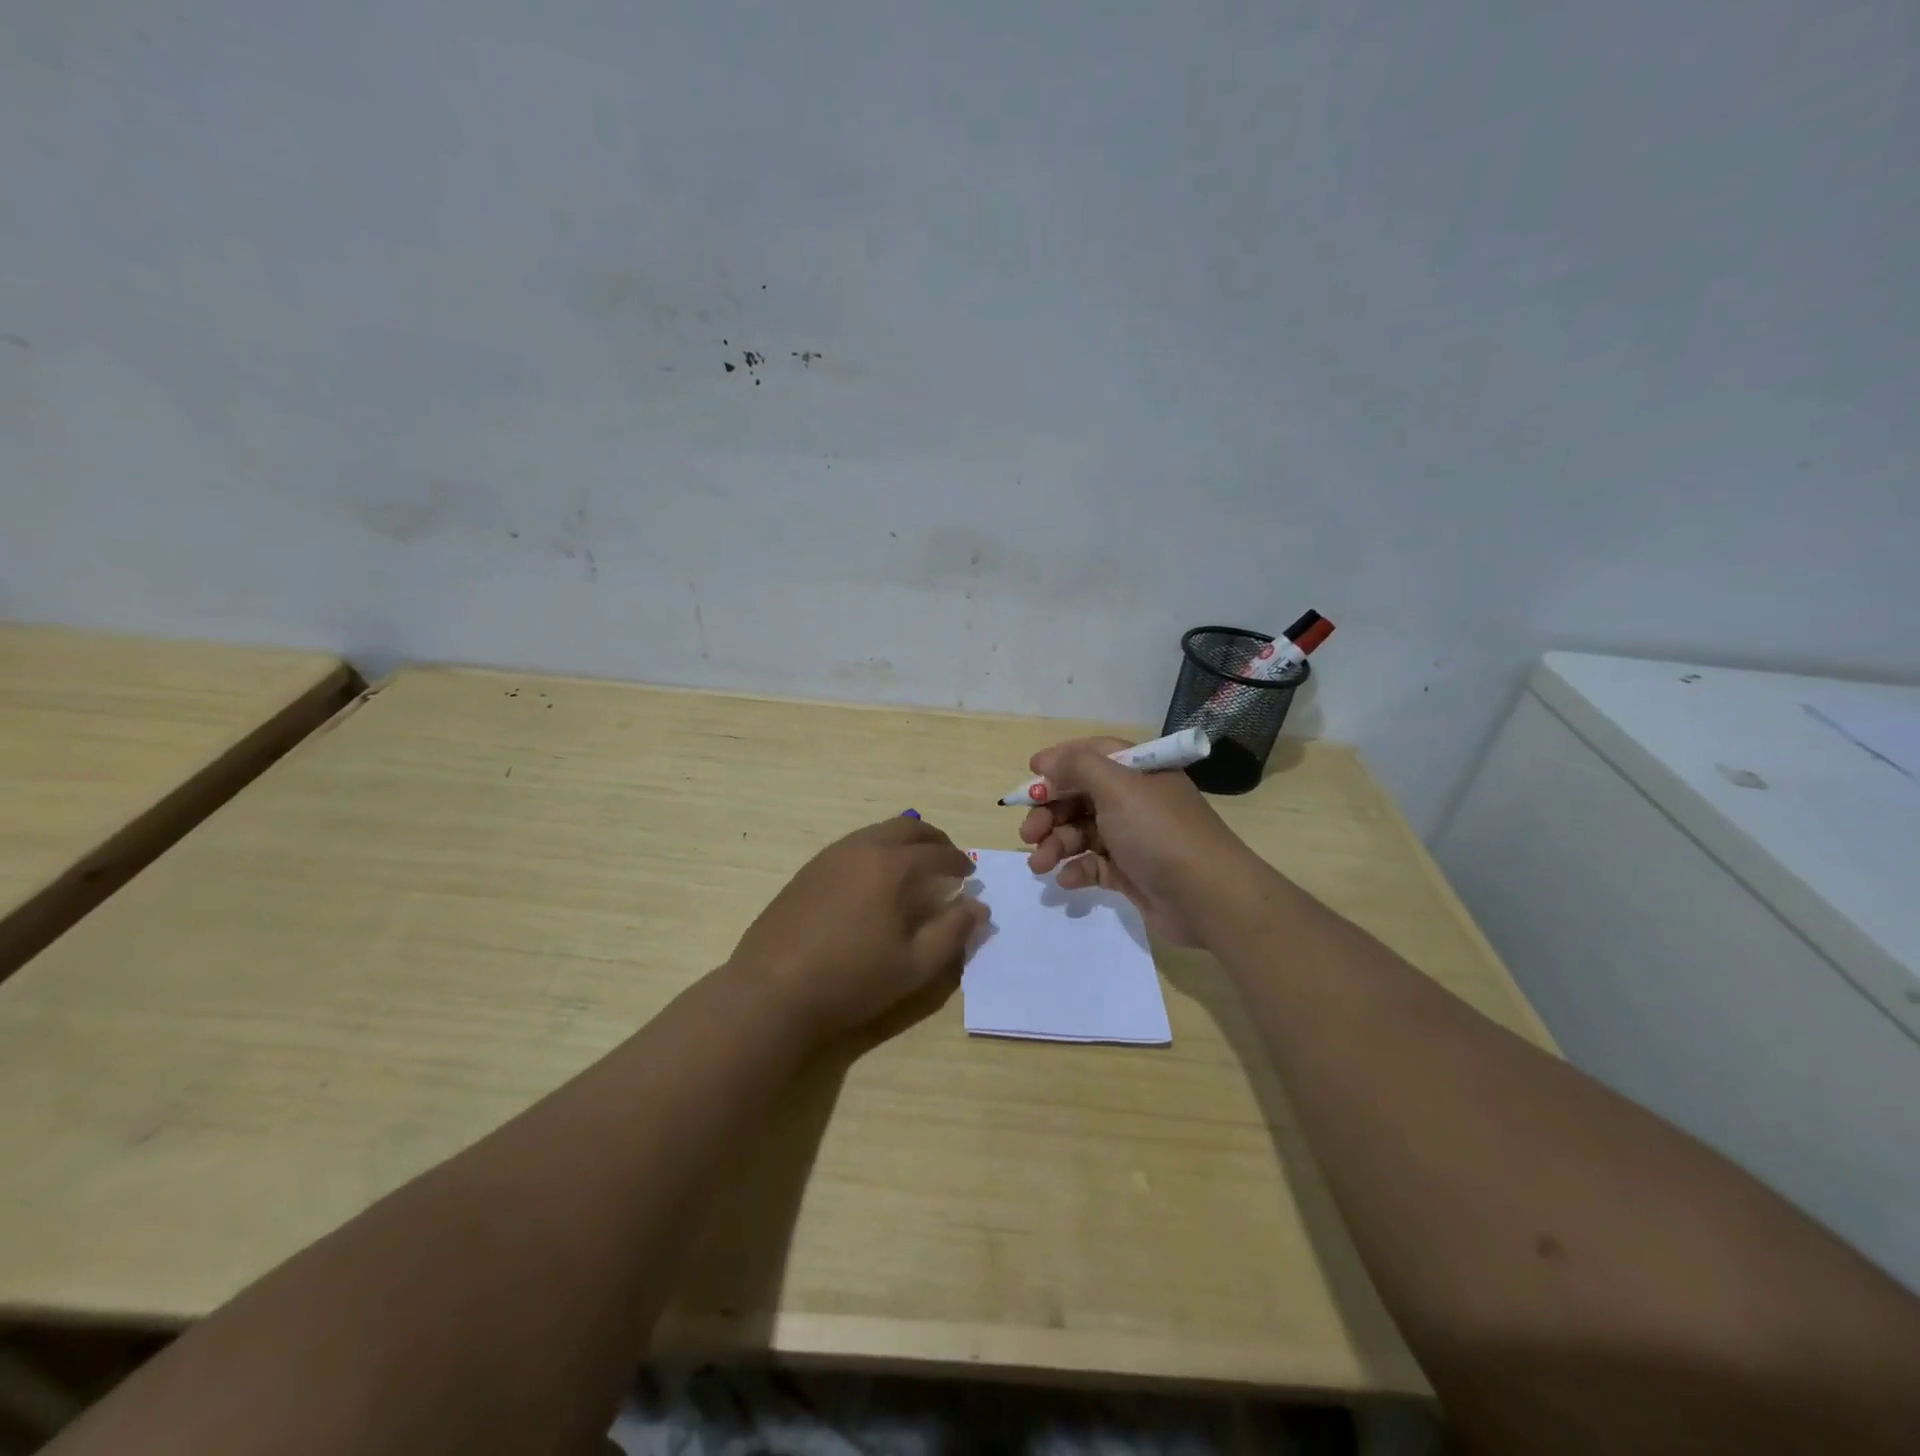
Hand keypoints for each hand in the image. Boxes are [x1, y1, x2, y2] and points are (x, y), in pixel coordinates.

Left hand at [730, 815, 987, 1039]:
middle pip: (907, 827)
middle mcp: (861, 849)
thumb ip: (952, 932)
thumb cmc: (851, 980)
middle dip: (933, 840)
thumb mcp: (914, 965)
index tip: (969, 874)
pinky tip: (874, 880)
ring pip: (876, 832)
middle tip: (947, 859)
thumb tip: (978, 907)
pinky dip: (876, 850)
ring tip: (914, 868)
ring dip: (903, 842)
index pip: (936, 852)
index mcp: (891, 866)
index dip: (958, 861)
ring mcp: (829, 856)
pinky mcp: (808, 870)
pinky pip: (853, 845)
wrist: (772, 990)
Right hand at [1019, 737, 1254, 945]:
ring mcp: (1132, 837)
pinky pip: (1093, 864)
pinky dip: (1076, 869)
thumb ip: (1078, 767)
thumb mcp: (1118, 788)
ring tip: (1040, 864)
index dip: (1060, 762)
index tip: (1030, 775)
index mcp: (1137, 772)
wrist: (1207, 897)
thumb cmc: (1159, 832)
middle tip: (1027, 833)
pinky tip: (1067, 880)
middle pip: (1079, 796)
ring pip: (1081, 832)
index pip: (1092, 755)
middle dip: (1048, 812)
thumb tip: (1048, 764)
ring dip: (1055, 844)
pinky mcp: (1130, 872)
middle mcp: (1134, 800)